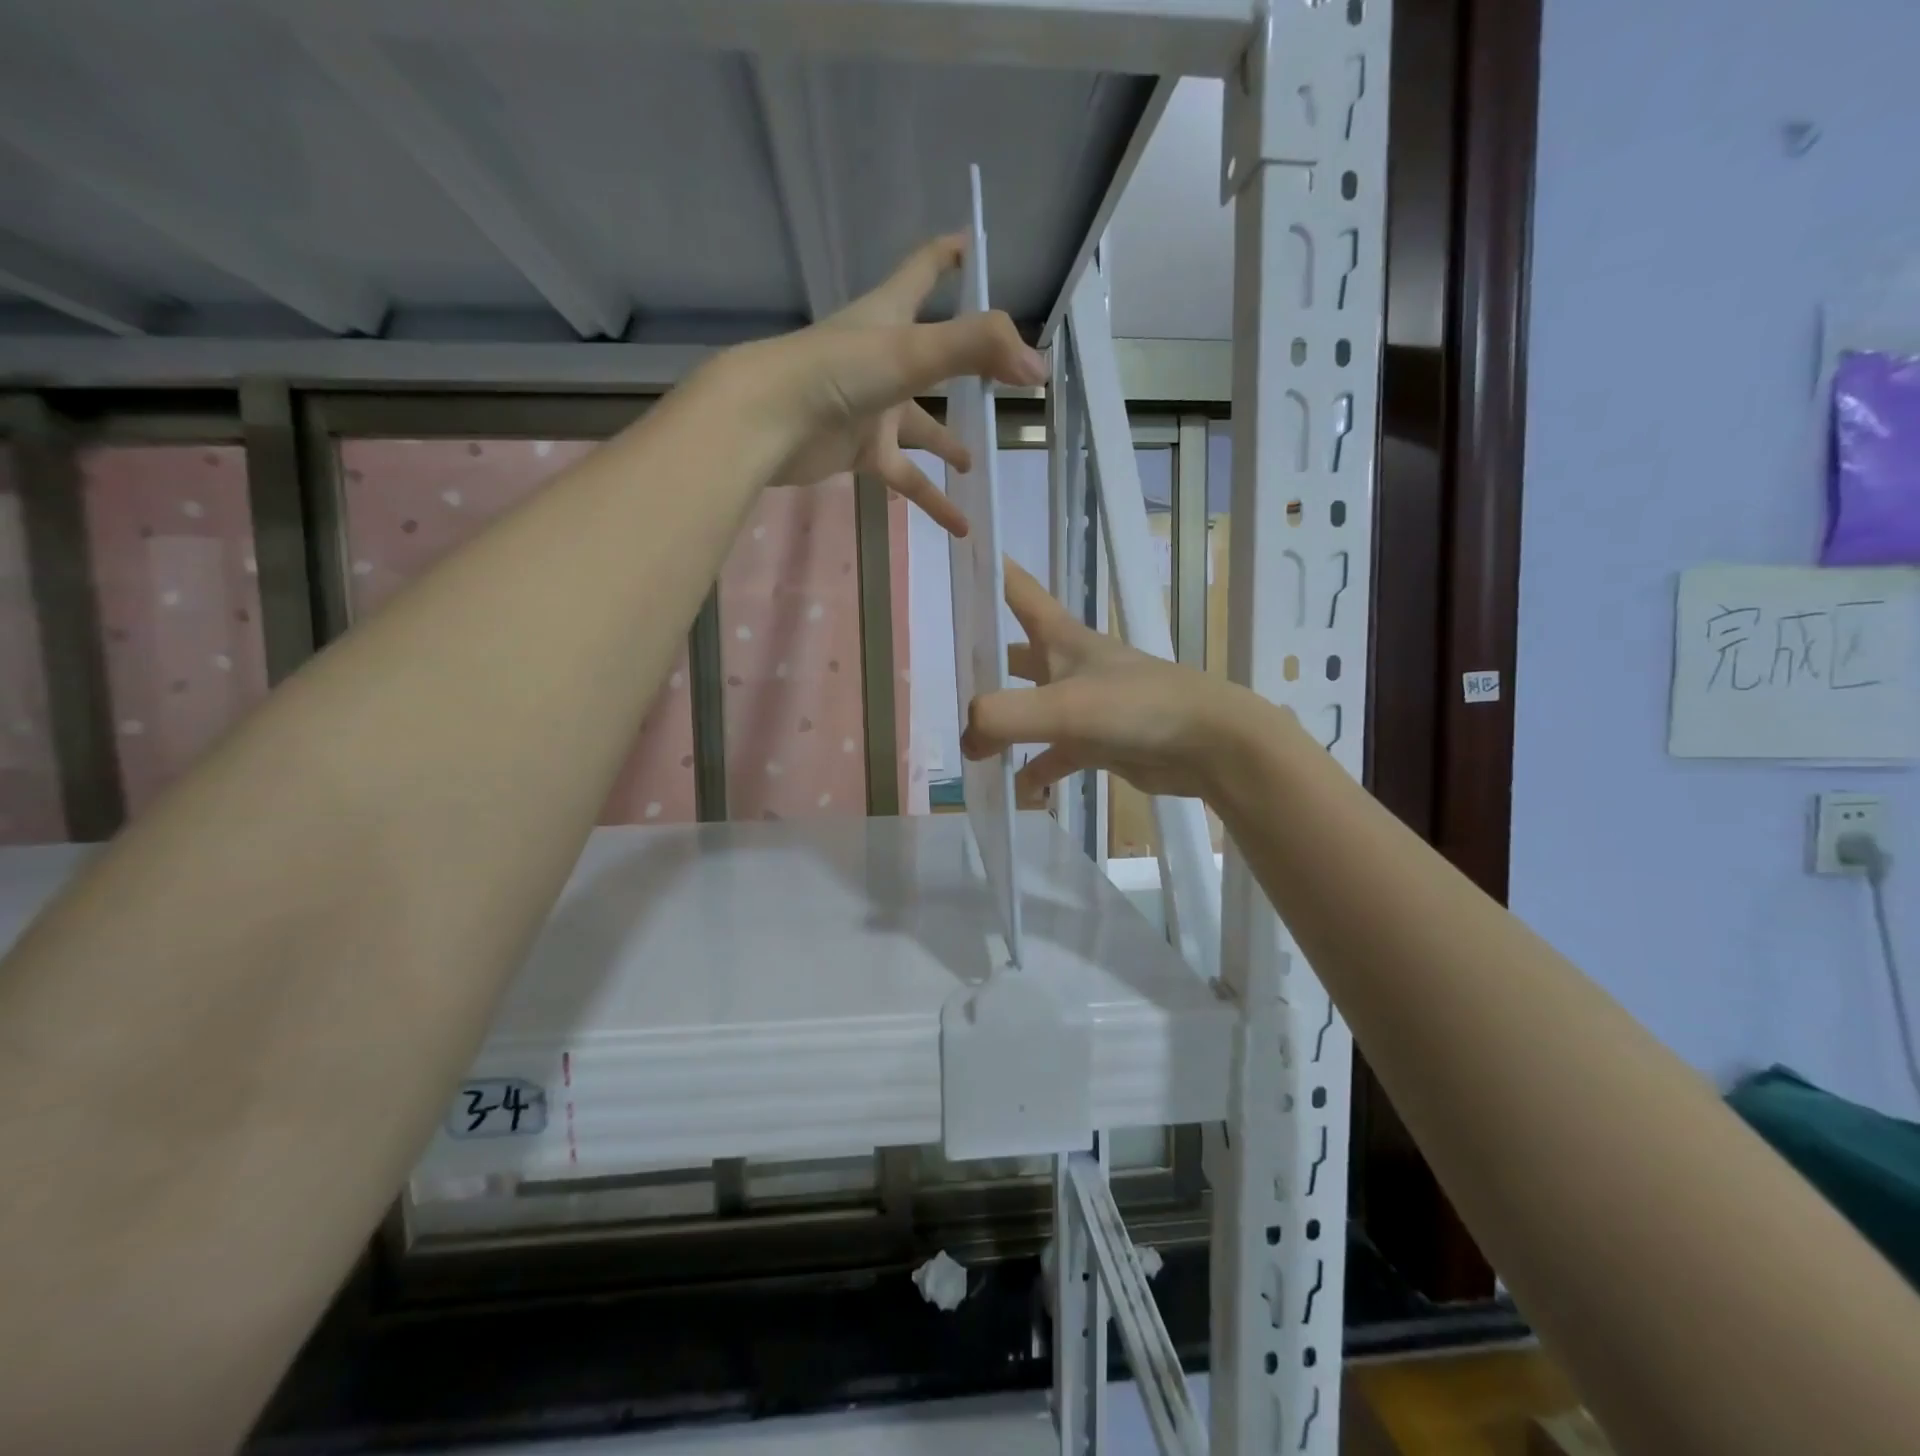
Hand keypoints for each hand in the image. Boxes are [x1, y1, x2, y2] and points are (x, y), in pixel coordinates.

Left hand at [713, 234, 1047, 533]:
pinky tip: (961, 525)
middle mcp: (884, 358)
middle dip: (968, 368)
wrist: (769, 422)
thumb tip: (1038, 368)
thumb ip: (978, 351)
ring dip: (948, 444)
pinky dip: (932, 500)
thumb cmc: (837, 371)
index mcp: (891, 316)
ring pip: (922, 427)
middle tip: (1006, 385)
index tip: (974, 246)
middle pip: (935, 357)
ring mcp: (872, 407)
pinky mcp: (861, 450)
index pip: (925, 270)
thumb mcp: (913, 351)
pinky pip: (907, 476)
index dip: (950, 255)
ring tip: (976, 466)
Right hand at [962, 561, 1260, 804]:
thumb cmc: (1135, 707)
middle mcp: (1072, 665)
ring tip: (971, 746)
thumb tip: (967, 740)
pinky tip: (1020, 792)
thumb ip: (1002, 717)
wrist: (1208, 744)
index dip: (993, 570)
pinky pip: (1056, 755)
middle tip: (950, 670)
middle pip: (1020, 653)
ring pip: (1033, 708)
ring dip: (1006, 725)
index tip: (964, 547)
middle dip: (987, 660)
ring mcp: (1086, 705)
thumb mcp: (1061, 706)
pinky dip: (1037, 771)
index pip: (1020, 590)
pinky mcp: (1100, 742)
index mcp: (1062, 639)